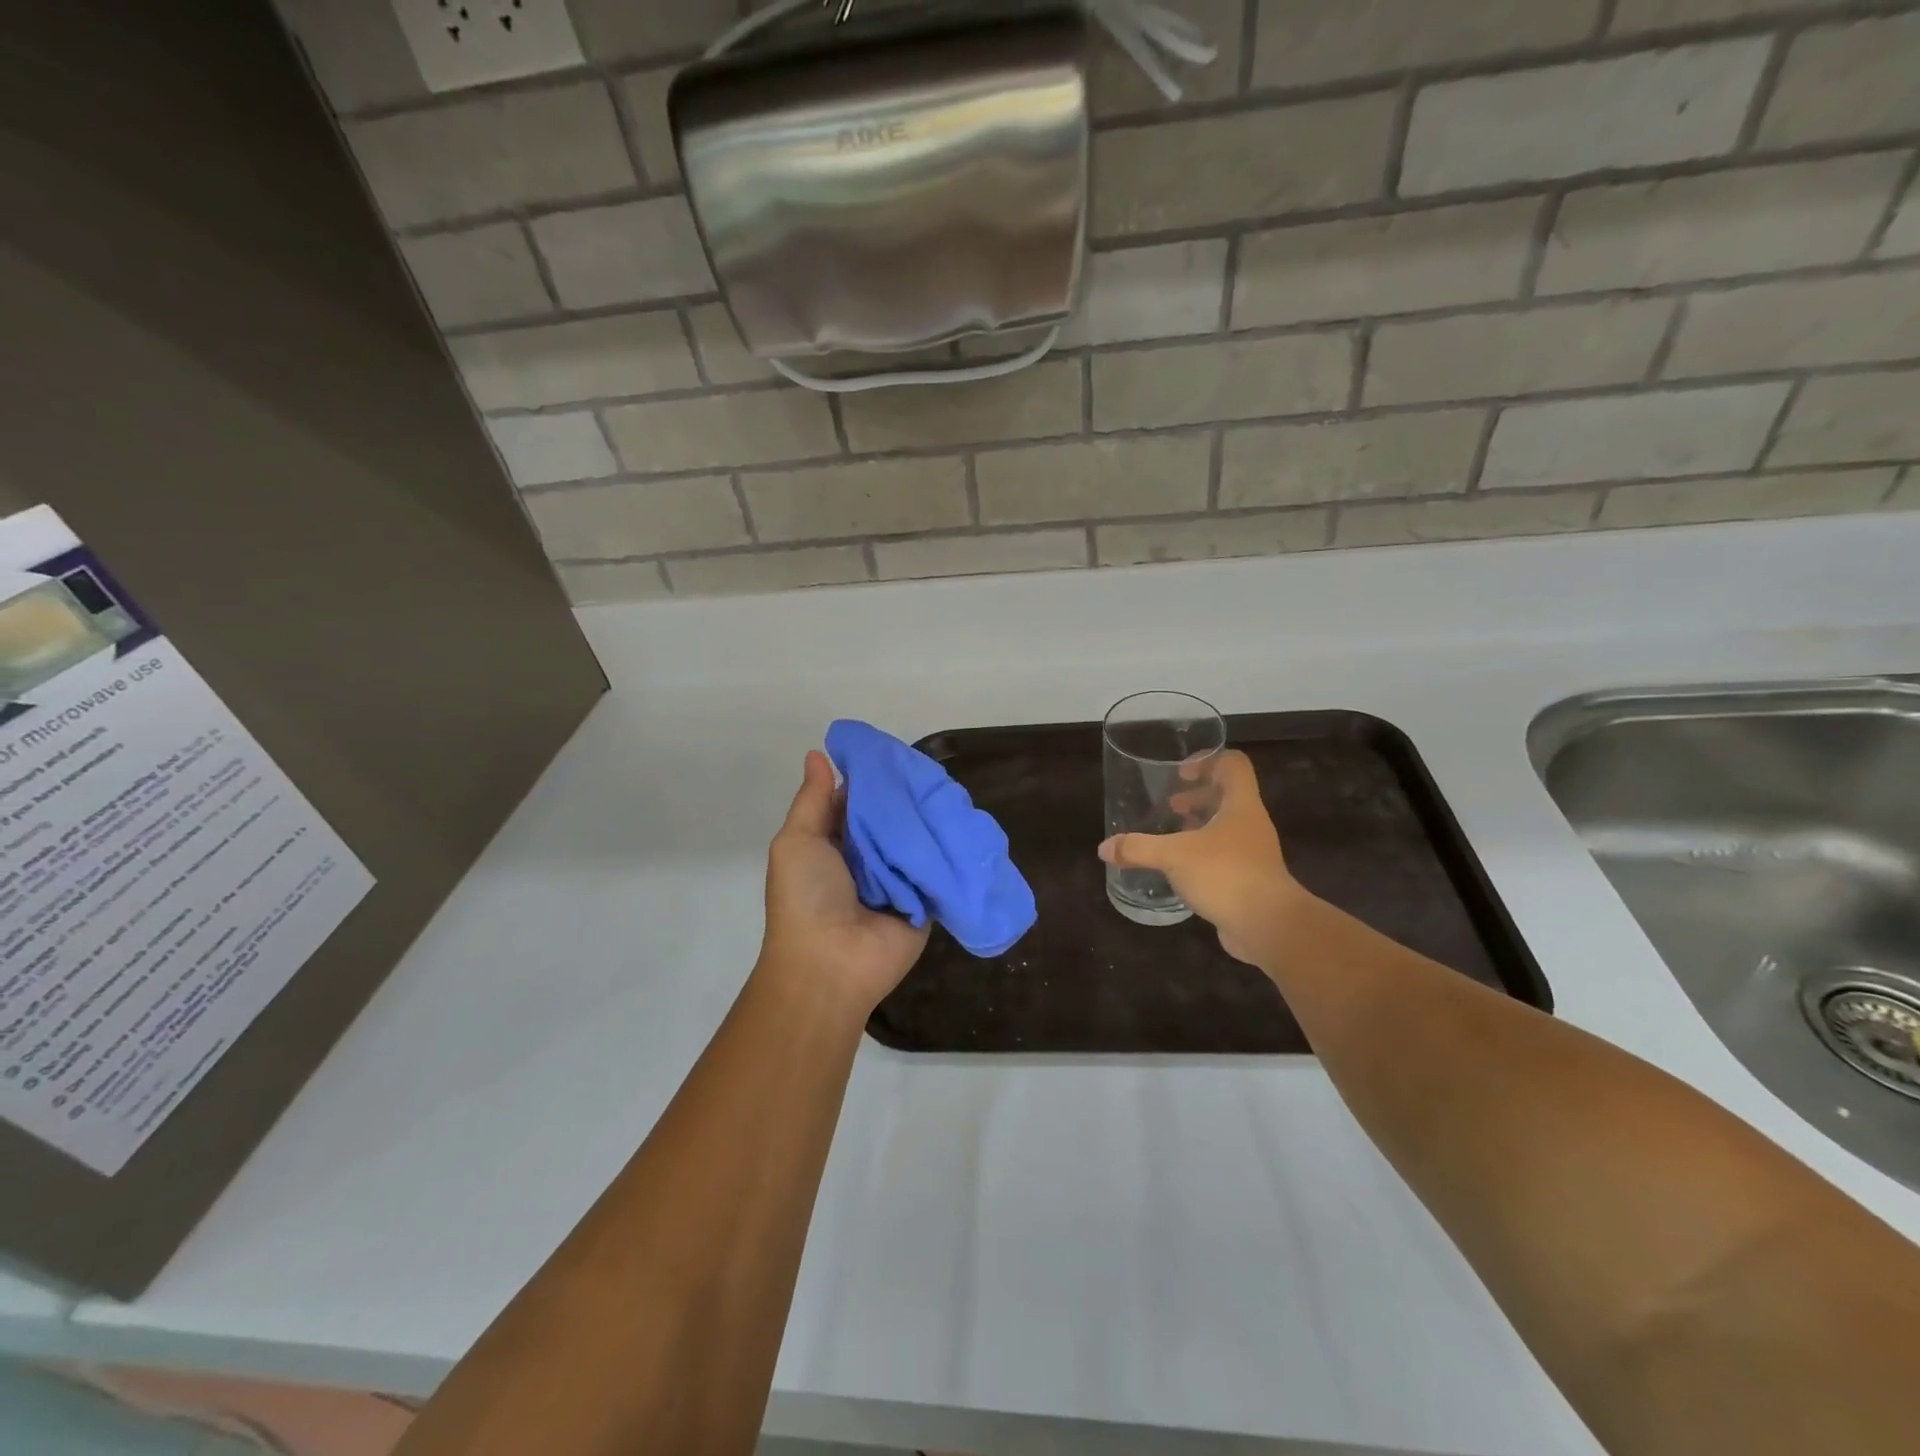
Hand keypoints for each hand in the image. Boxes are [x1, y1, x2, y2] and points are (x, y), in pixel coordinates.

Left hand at [759, 750, 930, 1015]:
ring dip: (930, 819)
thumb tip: (818, 753)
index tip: (895, 752)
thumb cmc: (806, 897)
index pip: (858, 799)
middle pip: (892, 817)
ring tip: (954, 789)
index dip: (873, 776)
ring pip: (917, 838)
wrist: (831, 965)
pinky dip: (948, 848)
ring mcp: (898, 877)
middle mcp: (867, 856)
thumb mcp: (797, 841)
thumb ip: (812, 799)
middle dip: (907, 796)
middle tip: (933, 770)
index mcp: (834, 840)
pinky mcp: (925, 898)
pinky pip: (939, 866)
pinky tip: (966, 821)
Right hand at [1098, 749, 1307, 966]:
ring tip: (1171, 836)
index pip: (1233, 765)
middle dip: (1197, 796)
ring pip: (1226, 827)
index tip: (1180, 775)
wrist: (1270, 927)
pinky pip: (1224, 856)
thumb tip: (1104, 848)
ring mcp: (1253, 853)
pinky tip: (1180, 870)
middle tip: (1171, 806)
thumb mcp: (1174, 856)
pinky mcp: (1249, 880)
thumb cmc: (1226, 875)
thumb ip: (1138, 848)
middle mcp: (1250, 824)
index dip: (1207, 761)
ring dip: (1199, 826)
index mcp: (1241, 805)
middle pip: (1228, 795)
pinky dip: (1202, 855)